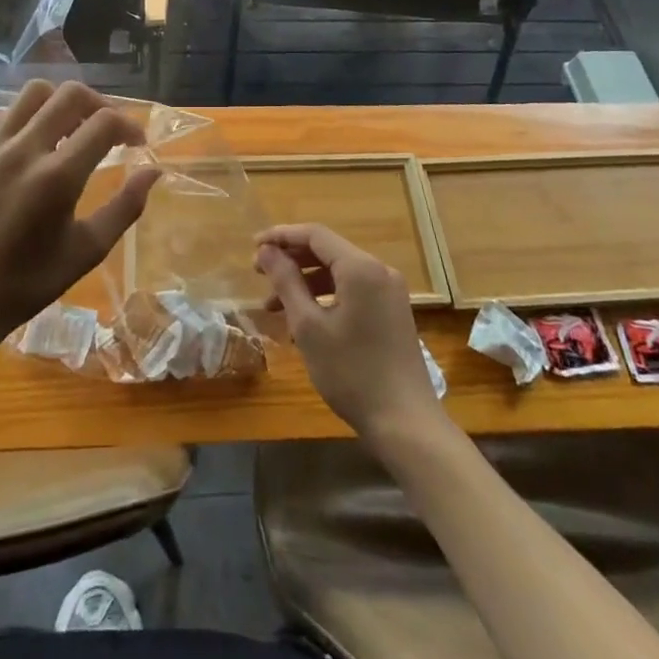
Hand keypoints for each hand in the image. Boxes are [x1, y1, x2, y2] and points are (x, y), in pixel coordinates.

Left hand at [0, 81, 158, 343]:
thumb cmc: (28, 282)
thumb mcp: (88, 250)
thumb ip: (126, 206)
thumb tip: (153, 171)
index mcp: (56, 177)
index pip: (104, 122)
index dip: (130, 126)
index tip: (136, 144)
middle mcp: (23, 150)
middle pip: (71, 94)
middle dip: (100, 105)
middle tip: (108, 131)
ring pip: (35, 93)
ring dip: (62, 104)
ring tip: (71, 131)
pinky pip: (7, 115)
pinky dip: (30, 120)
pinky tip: (35, 148)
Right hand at [255, 223, 440, 437]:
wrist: (406, 424)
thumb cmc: (351, 373)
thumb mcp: (309, 327)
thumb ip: (286, 282)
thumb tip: (266, 250)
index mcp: (360, 267)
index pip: (315, 235)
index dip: (280, 236)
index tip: (253, 247)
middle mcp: (379, 270)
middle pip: (328, 251)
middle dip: (291, 259)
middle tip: (258, 274)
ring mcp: (389, 292)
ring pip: (339, 273)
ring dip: (305, 282)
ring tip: (273, 306)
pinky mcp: (392, 312)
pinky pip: (352, 290)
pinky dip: (325, 297)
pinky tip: (304, 320)